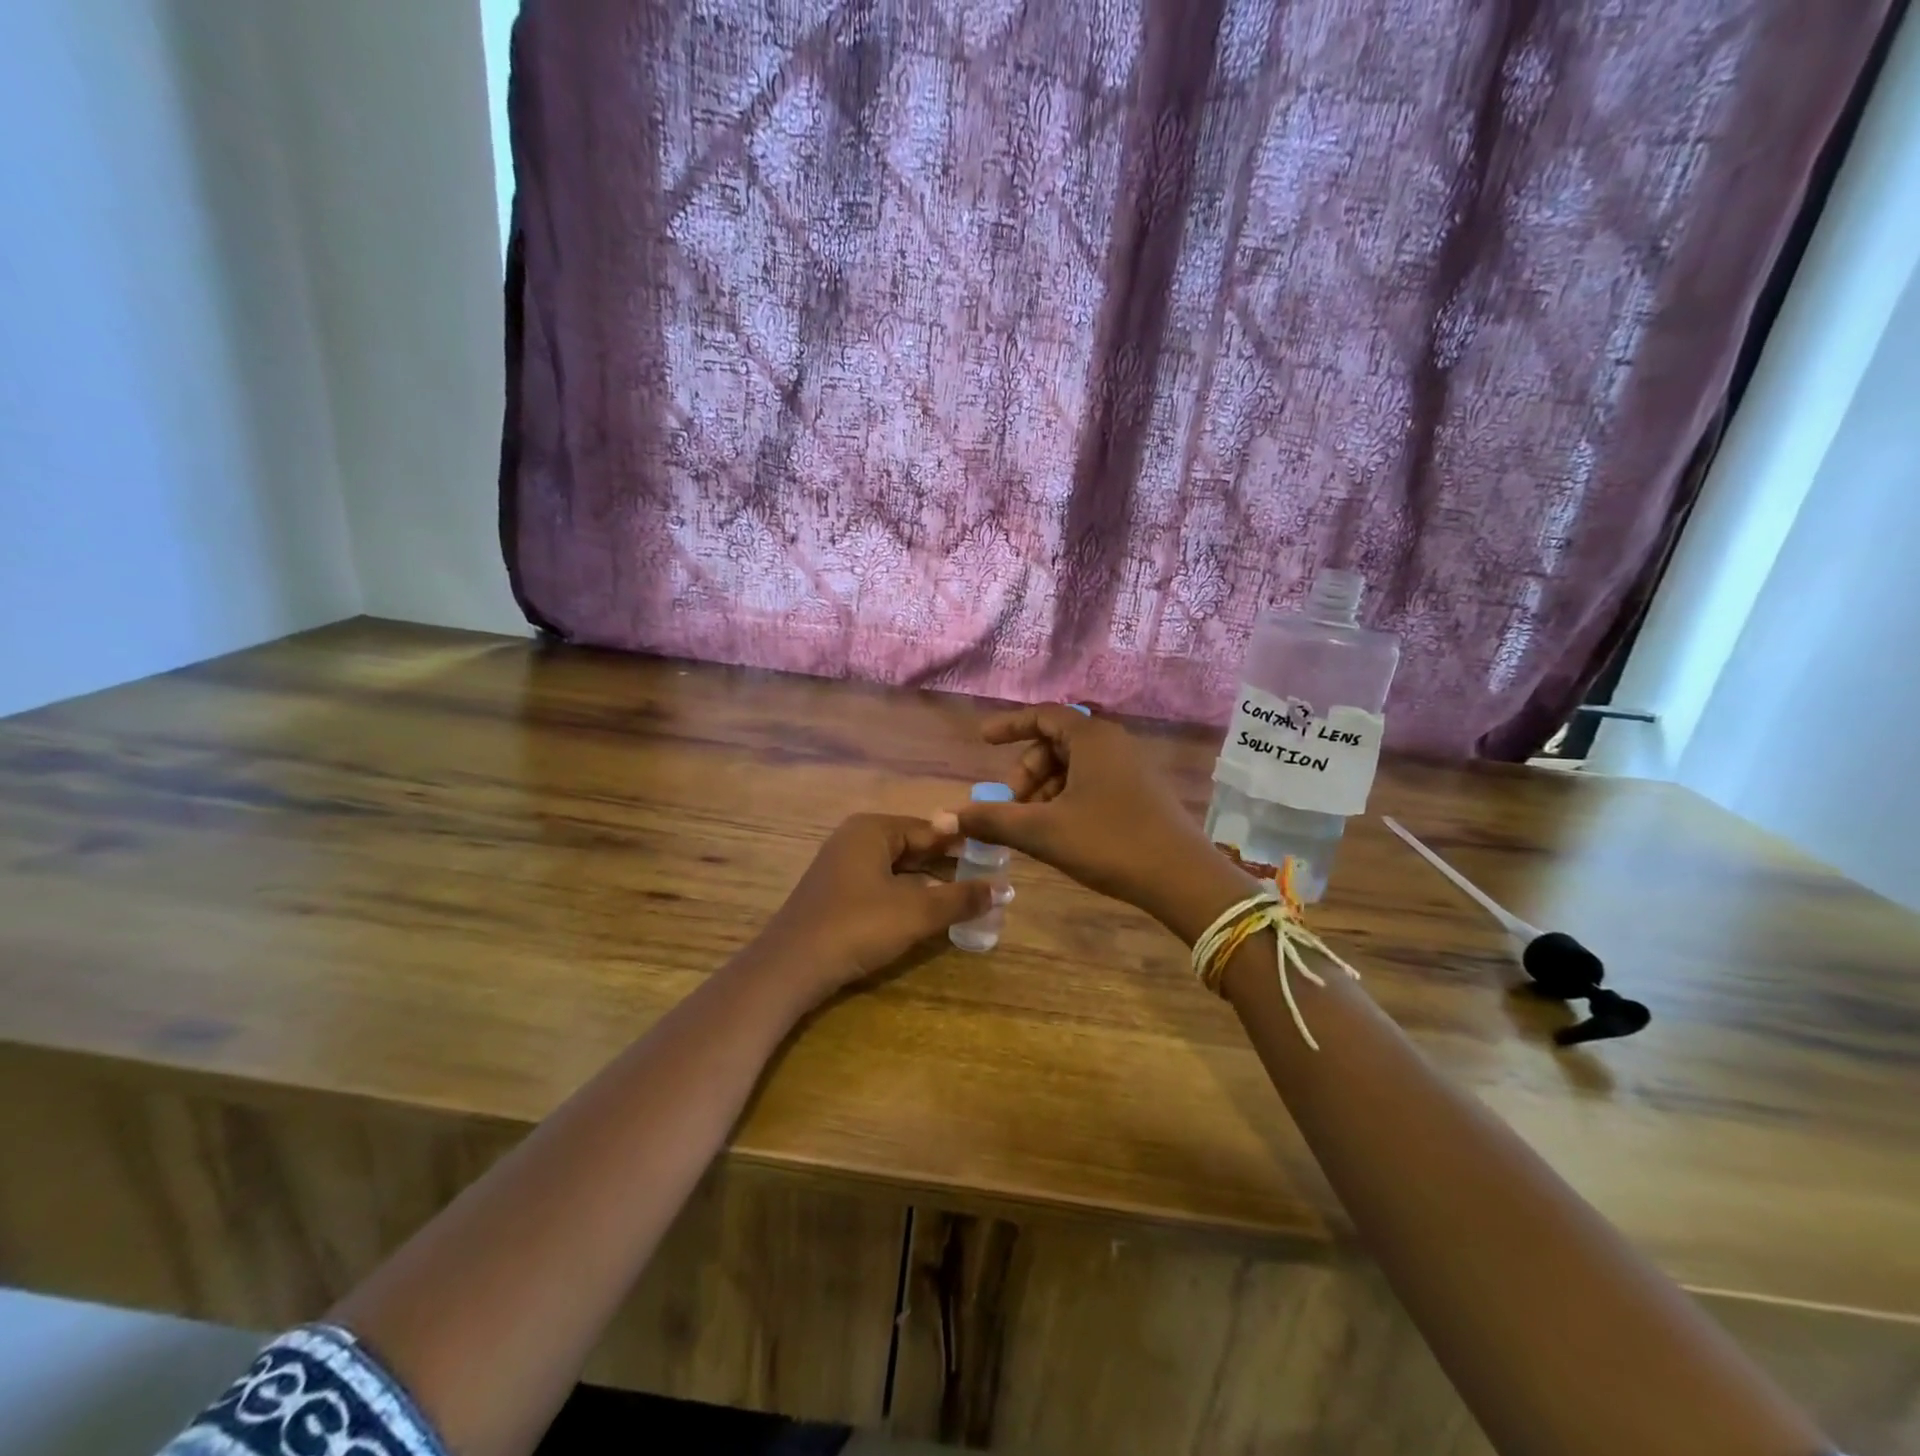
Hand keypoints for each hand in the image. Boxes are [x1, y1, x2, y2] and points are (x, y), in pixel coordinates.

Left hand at [758, 814, 993, 1002]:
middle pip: (913, 847)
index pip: (930, 829)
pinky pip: (880, 885)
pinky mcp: (835, 894)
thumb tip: (1003, 889)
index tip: (995, 858)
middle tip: (985, 881)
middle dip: (947, 865)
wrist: (790, 967)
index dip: (964, 844)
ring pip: (897, 868)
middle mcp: (855, 839)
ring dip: (929, 883)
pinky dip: (906, 896)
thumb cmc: (857, 926)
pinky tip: (926, 914)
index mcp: (872, 829)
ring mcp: (841, 866)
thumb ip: (961, 898)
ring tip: (964, 899)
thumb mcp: (916, 912)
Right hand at [933, 707, 1256, 942]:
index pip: (1043, 715)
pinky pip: (1094, 782)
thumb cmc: (1110, 843)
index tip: (983, 740)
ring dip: (1046, 789)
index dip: (1010, 725)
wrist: (1182, 879)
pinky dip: (1068, 798)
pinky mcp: (1142, 793)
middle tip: (1010, 804)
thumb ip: (992, 820)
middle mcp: (1114, 743)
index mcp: (1092, 738)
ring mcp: (1132, 768)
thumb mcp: (1043, 832)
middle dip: (1027, 770)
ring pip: (1075, 766)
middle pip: (1057, 742)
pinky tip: (1060, 831)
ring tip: (1031, 825)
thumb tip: (944, 818)